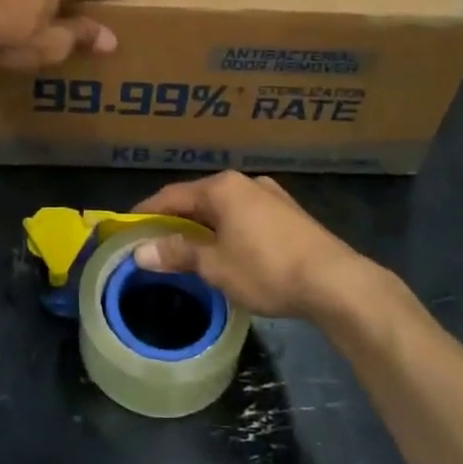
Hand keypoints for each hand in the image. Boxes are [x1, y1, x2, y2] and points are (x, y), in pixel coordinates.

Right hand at [127, 172, 373, 320]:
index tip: (128, 228)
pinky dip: (228, 231)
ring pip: (224, 209)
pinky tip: (228, 251)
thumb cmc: (266, 268)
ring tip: (189, 250)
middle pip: (199, 199)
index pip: (172, 195)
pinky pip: (246, 218)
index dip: (147, 212)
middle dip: (176, 220)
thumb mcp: (215, 266)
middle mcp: (244, 182)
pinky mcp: (289, 215)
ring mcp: (270, 196)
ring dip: (204, 227)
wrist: (334, 281)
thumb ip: (178, 254)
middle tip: (155, 243)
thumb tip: (140, 252)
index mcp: (222, 187)